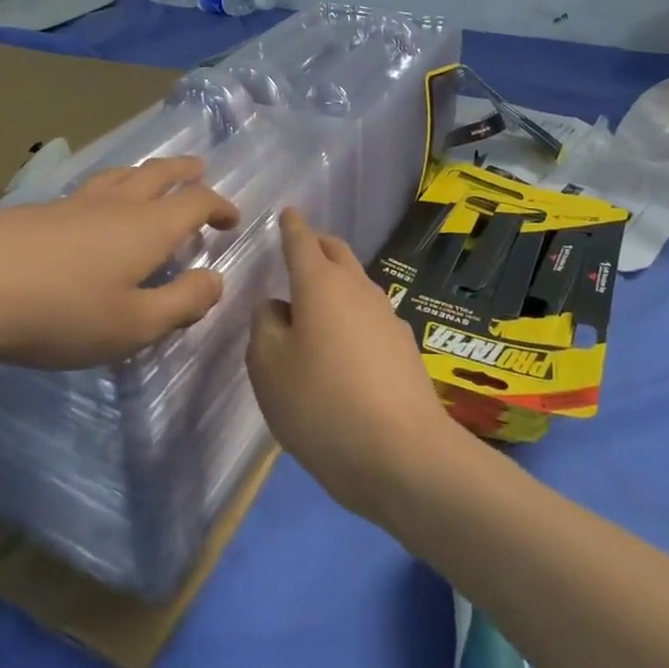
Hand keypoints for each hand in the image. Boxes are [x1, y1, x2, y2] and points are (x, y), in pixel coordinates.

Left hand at [0, 156, 239, 370]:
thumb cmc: (63, 309)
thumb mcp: (134, 324)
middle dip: (184, 172)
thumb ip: (181, 303)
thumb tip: (215, 280)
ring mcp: (74, 202)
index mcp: (150, 227)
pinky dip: (109, 188)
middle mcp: (118, 204)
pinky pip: (89, 188)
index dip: (219, 206)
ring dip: (146, 173)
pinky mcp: (38, 211)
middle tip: (199, 168)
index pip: (196, 203)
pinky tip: (93, 205)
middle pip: (159, 174)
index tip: (232, 218)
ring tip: (151, 177)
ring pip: (121, 175)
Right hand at [246, 208, 464, 523]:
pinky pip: (369, 316)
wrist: (403, 455)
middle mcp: (357, 288)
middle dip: (317, 245)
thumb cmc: (322, 405)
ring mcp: (386, 316)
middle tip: (299, 252)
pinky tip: (344, 349)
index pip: (302, 240)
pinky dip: (351, 317)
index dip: (291, 226)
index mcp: (320, 284)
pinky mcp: (404, 347)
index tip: (288, 212)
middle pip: (337, 252)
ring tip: (315, 309)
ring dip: (336, 284)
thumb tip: (277, 306)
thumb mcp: (269, 368)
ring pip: (356, 283)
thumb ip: (264, 326)